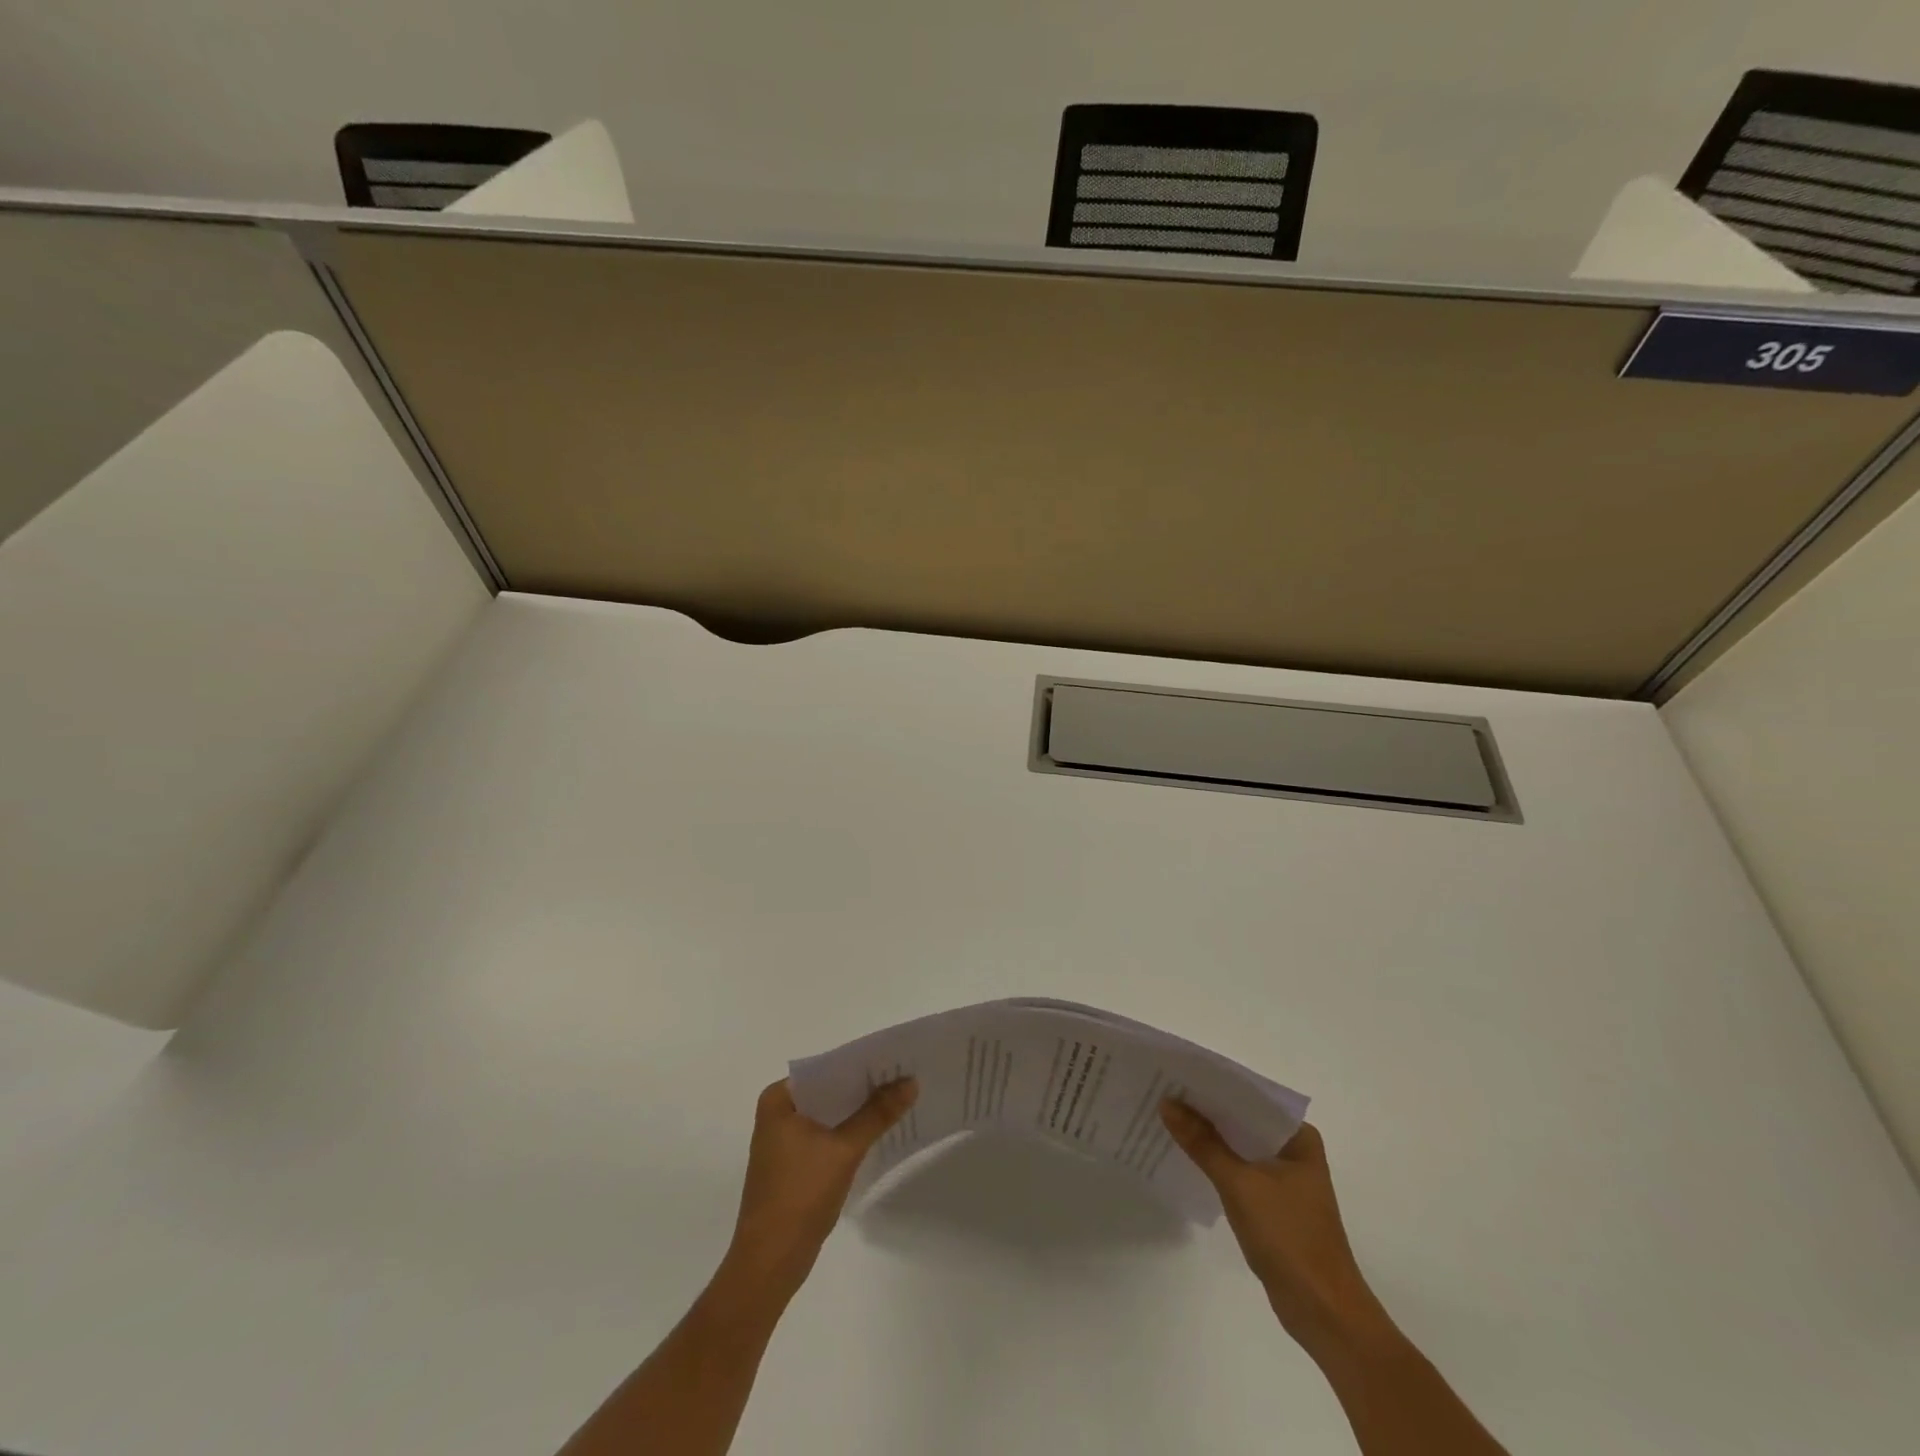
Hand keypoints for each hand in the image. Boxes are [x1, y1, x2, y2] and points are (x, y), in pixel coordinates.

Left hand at [725, 1077, 917, 1296]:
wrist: (770, 1264)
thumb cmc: (800, 1195)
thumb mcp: (844, 1149)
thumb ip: (878, 1113)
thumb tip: (911, 1081)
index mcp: (779, 1099)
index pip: (827, 1068)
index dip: (862, 1064)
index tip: (896, 1059)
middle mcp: (778, 1113)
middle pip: (829, 1090)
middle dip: (864, 1087)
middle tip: (905, 1076)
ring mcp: (783, 1141)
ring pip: (830, 1114)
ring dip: (859, 1111)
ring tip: (899, 1099)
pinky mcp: (793, 1165)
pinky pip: (826, 1136)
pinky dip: (850, 1133)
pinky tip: (879, 1132)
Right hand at [1161, 1104, 1389, 1353]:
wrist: (1323, 1313)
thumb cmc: (1288, 1237)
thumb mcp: (1239, 1184)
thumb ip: (1202, 1142)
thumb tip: (1167, 1103)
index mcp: (1298, 1136)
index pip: (1249, 1097)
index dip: (1213, 1085)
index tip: (1177, 1072)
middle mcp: (1294, 1150)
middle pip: (1242, 1120)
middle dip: (1206, 1110)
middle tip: (1163, 1090)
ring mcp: (1285, 1179)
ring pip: (1239, 1146)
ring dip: (1208, 1137)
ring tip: (1167, 1117)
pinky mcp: (1273, 1205)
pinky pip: (1239, 1170)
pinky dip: (1216, 1163)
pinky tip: (1186, 1156)